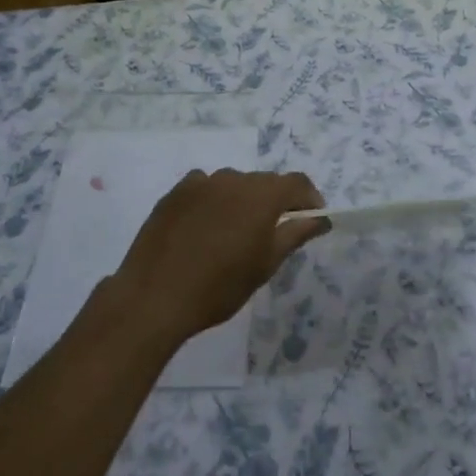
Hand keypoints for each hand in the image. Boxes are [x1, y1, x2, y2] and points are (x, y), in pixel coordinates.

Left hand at [104, 169, 327, 346]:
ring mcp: (201, 182)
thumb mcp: (265, 265)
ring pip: (234, 184)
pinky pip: (205, 187)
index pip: (297, 182)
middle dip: (276, 202)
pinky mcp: (175, 192)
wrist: (154, 296)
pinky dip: (215, 201)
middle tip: (273, 234)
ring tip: (234, 234)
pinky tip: (205, 228)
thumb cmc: (219, 287)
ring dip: (243, 201)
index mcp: (261, 195)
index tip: (312, 220)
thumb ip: (296, 234)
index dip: (309, 199)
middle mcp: (233, 178)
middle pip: (265, 182)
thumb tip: (321, 219)